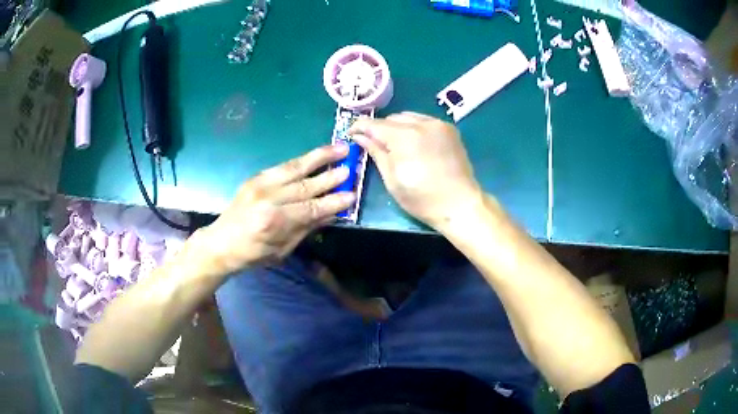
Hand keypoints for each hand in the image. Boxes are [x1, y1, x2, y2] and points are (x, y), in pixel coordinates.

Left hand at [198, 145, 354, 275]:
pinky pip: (283, 166)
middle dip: (331, 176)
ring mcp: (260, 184)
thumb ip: (306, 228)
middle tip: (351, 168)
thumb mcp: (283, 249)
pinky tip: (316, 154)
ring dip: (320, 156)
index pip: (312, 208)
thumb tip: (331, 213)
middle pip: (306, 185)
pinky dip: (302, 160)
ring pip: (296, 167)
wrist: (221, 242)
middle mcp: (268, 198)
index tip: (353, 195)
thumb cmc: (253, 253)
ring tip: (340, 148)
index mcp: (275, 222)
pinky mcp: (256, 177)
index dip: (334, 202)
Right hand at [349, 112, 481, 229]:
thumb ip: (375, 152)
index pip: (374, 124)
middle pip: (391, 118)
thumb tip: (358, 136)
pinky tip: (414, 143)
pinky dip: (414, 127)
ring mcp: (438, 124)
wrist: (460, 204)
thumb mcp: (392, 179)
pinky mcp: (449, 129)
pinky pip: (424, 120)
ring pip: (408, 117)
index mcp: (404, 137)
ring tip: (395, 144)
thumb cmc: (422, 198)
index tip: (351, 133)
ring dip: (397, 127)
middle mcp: (422, 123)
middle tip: (374, 144)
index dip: (359, 126)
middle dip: (379, 129)